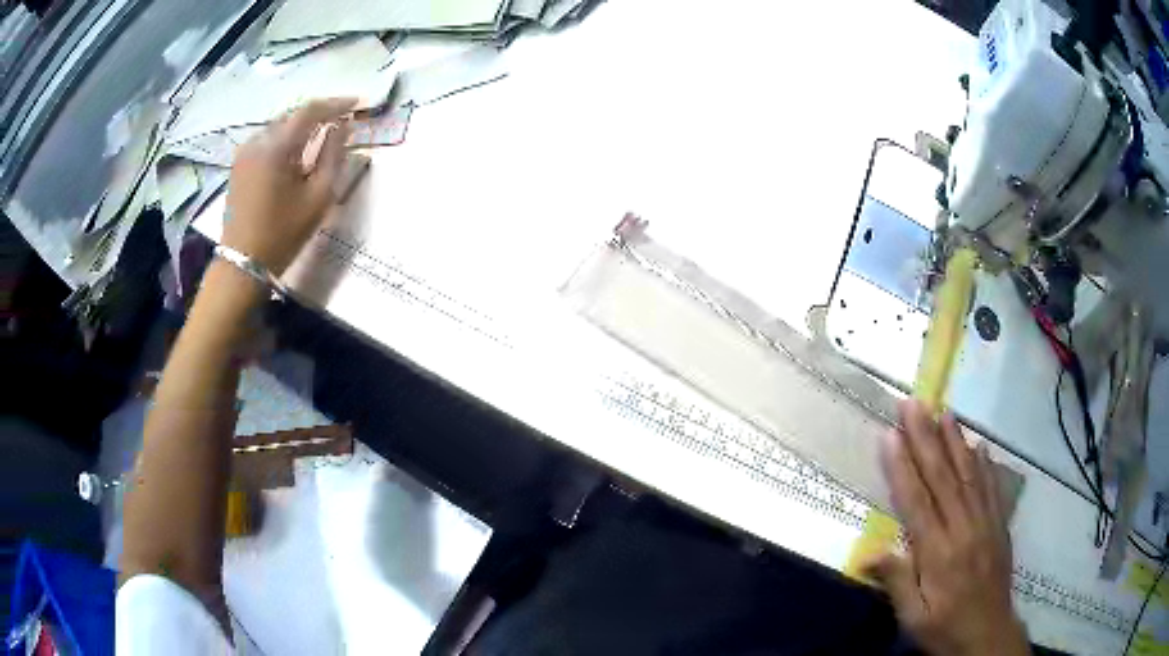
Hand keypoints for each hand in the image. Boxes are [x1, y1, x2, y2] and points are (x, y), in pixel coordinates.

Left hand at [224, 98, 356, 275]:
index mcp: (276, 147)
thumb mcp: (318, 197)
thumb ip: (334, 156)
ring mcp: (244, 153)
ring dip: (301, 127)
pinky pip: (267, 140)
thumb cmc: (282, 234)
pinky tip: (296, 152)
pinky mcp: (238, 166)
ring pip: (279, 127)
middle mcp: (257, 142)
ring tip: (322, 135)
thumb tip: (343, 127)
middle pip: (293, 116)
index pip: (310, 110)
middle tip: (342, 121)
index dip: (336, 104)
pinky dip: (285, 139)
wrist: (242, 264)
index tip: (358, 104)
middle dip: (319, 115)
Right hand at [863, 400, 1028, 655]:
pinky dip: (984, 464)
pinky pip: (992, 487)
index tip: (890, 434)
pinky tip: (979, 446)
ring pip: (969, 474)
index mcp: (938, 552)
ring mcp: (985, 523)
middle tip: (913, 404)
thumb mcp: (913, 618)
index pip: (917, 501)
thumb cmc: (944, 628)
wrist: (987, 635)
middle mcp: (963, 528)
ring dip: (955, 441)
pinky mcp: (999, 525)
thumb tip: (868, 553)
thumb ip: (896, 582)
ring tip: (944, 412)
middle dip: (926, 438)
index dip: (902, 466)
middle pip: (943, 477)